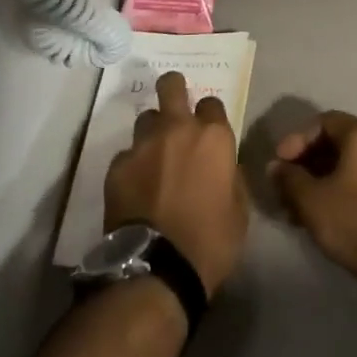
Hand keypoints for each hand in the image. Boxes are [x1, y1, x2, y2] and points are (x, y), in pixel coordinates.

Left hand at [104, 71, 248, 294]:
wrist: (157, 270)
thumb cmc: (210, 241)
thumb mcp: (239, 210)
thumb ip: (232, 176)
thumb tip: (224, 166)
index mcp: (213, 137)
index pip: (212, 102)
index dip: (210, 115)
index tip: (208, 130)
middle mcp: (178, 129)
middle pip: (171, 86)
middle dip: (173, 88)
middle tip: (175, 105)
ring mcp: (144, 145)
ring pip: (146, 119)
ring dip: (153, 132)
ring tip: (154, 156)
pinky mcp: (117, 167)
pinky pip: (127, 155)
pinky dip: (133, 165)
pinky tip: (136, 187)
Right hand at [268, 111, 356, 302]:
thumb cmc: (355, 220)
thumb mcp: (312, 199)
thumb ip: (289, 178)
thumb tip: (275, 166)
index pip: (323, 122)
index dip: (297, 141)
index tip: (279, 164)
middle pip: (338, 142)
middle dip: (308, 164)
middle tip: (286, 187)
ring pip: (351, 164)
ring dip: (323, 180)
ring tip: (299, 208)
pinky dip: (342, 190)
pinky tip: (325, 215)